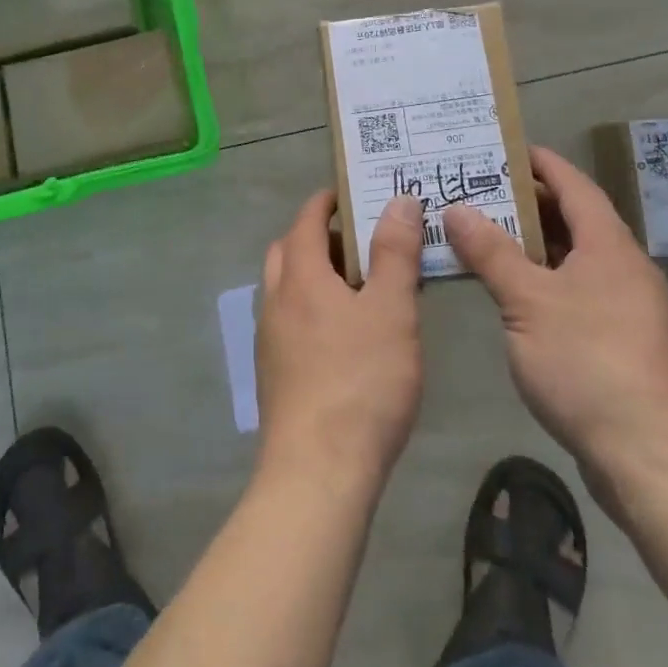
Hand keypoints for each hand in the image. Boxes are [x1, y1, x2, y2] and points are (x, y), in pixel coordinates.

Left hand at [257, 191, 423, 495]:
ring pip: (286, 288)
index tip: (353, 195)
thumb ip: (395, 253)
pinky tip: (344, 338)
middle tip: (361, 244)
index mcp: (299, 276)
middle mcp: (275, 300)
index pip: (306, 219)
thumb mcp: (391, 310)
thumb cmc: (361, 381)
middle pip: (289, 250)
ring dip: (315, 276)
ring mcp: (269, 339)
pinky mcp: (274, 374)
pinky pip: (289, 321)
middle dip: (319, 237)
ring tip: (360, 290)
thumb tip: (398, 200)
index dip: (328, 202)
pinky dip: (311, 309)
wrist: (318, 471)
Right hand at [443, 146, 667, 511]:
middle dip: (530, 204)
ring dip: (536, 245)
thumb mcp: (527, 302)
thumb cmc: (588, 363)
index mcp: (609, 247)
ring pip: (577, 259)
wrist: (653, 457)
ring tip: (489, 238)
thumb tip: (456, 208)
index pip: (575, 186)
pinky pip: (581, 292)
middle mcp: (626, 269)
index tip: (507, 148)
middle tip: (481, 193)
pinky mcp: (627, 344)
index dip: (543, 164)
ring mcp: (631, 308)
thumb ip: (491, 252)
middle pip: (576, 221)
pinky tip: (517, 296)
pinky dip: (548, 280)